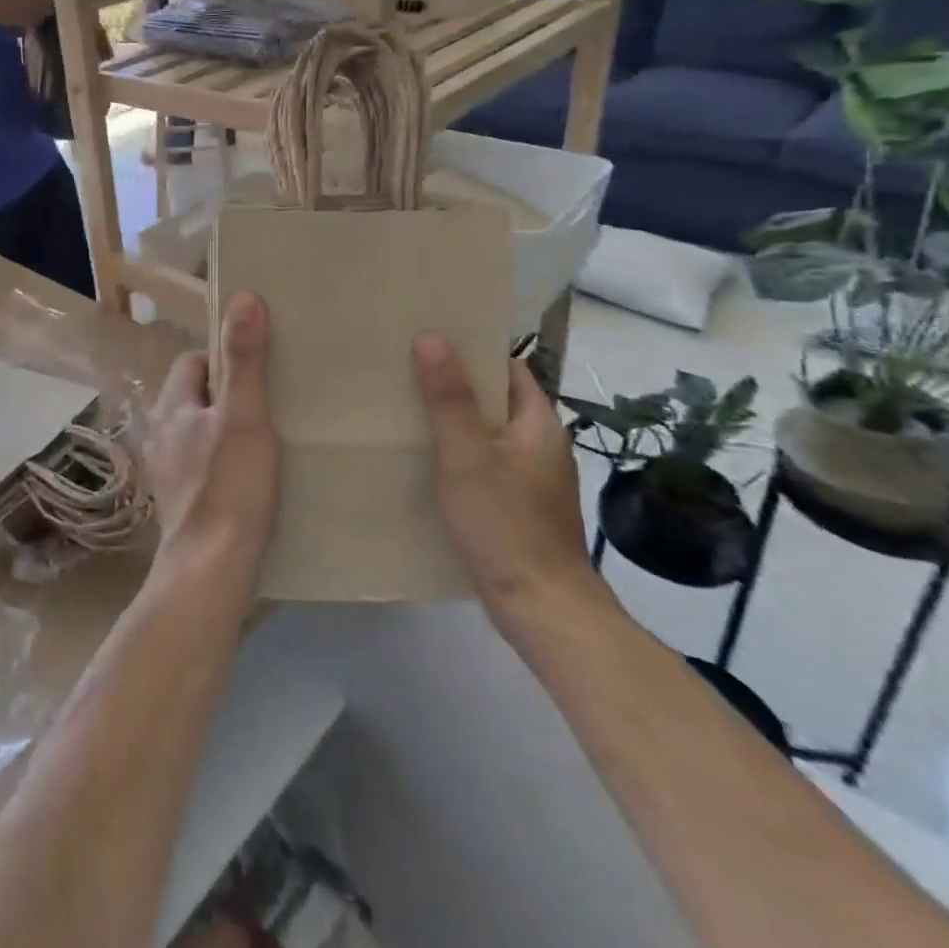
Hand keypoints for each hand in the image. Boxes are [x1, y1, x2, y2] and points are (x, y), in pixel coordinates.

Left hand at [143, 293, 278, 577]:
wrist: (211, 570)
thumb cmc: (228, 485)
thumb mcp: (244, 415)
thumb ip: (244, 358)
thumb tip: (244, 297)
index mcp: (171, 407)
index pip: (192, 361)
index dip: (223, 356)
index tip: (258, 365)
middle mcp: (162, 434)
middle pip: (198, 396)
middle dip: (230, 391)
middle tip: (271, 396)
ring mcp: (170, 471)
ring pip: (203, 431)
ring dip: (230, 427)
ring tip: (271, 432)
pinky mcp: (184, 502)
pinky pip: (207, 463)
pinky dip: (228, 459)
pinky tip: (256, 474)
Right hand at [414, 340, 598, 627]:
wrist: (542, 610)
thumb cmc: (505, 524)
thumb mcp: (467, 456)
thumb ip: (449, 399)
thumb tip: (432, 337)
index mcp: (539, 424)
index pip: (508, 368)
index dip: (472, 350)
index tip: (430, 337)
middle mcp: (542, 445)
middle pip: (496, 400)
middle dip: (456, 384)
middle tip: (407, 369)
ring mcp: (533, 479)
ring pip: (489, 434)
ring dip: (455, 421)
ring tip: (407, 409)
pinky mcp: (519, 508)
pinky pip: (486, 464)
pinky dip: (459, 454)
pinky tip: (427, 461)